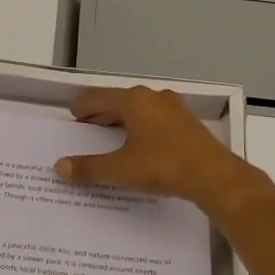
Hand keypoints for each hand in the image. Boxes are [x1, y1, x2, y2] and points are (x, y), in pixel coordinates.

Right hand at [55, 86, 261, 214]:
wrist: (215, 177)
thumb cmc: (163, 165)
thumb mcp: (120, 170)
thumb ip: (89, 168)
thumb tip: (60, 167)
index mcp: (133, 100)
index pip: (98, 97)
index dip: (82, 107)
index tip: (73, 115)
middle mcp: (153, 97)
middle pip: (119, 101)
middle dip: (101, 114)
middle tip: (87, 128)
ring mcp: (174, 109)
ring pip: (140, 110)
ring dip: (123, 121)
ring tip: (111, 137)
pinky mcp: (188, 124)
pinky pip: (156, 120)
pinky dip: (142, 128)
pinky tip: (141, 145)